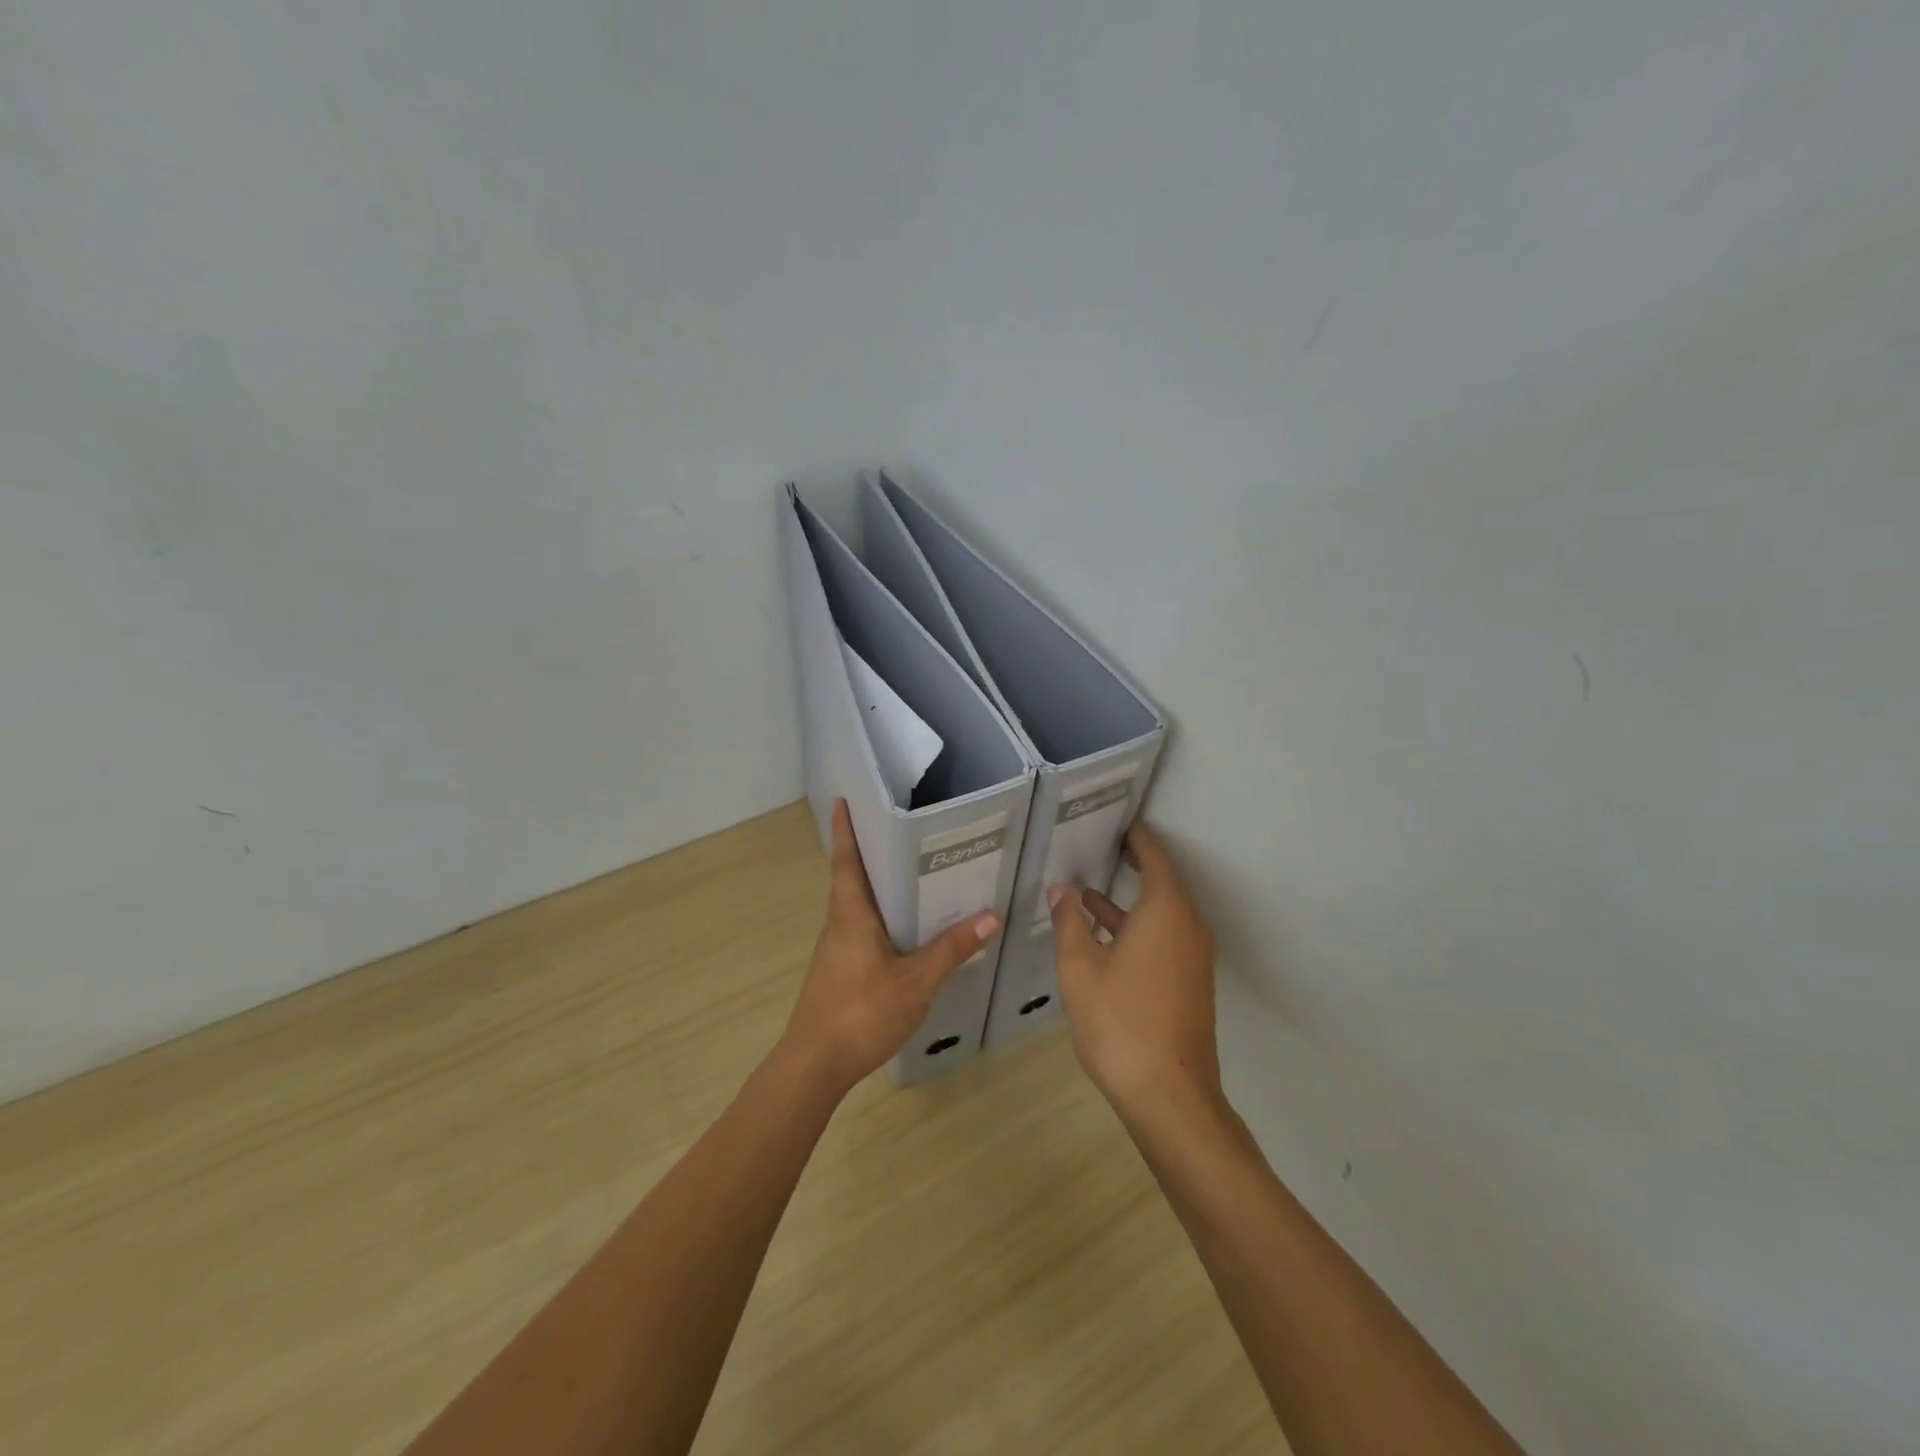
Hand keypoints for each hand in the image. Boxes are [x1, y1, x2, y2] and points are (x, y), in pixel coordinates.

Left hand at [784, 800, 998, 1095]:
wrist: (815, 1065)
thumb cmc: (861, 1012)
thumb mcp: (916, 981)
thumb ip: (951, 949)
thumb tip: (990, 916)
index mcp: (851, 915)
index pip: (845, 861)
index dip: (845, 830)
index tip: (842, 800)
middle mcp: (839, 925)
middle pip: (850, 878)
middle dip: (867, 852)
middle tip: (896, 828)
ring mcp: (836, 950)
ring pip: (856, 906)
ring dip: (875, 886)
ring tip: (909, 872)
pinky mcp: (839, 972)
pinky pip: (860, 930)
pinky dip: (879, 916)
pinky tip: (904, 929)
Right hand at [1049, 821, 1220, 1117]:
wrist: (1169, 1095)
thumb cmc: (1120, 1021)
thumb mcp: (1080, 967)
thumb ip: (1069, 922)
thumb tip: (1062, 890)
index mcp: (1166, 911)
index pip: (1154, 857)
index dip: (1136, 837)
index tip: (1117, 819)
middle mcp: (1188, 925)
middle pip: (1162, 882)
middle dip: (1132, 864)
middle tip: (1100, 844)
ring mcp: (1193, 956)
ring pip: (1161, 913)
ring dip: (1128, 901)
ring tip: (1086, 890)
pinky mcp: (1189, 981)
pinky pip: (1165, 937)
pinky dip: (1136, 927)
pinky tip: (1103, 936)